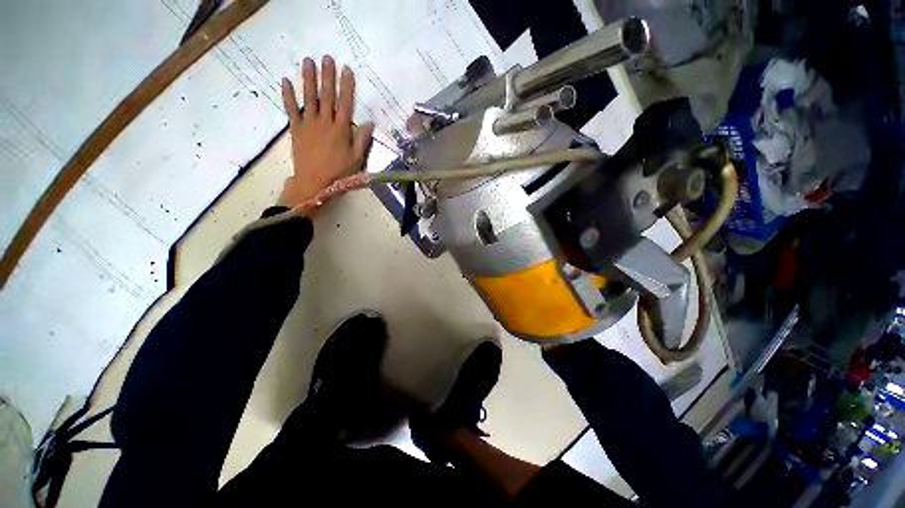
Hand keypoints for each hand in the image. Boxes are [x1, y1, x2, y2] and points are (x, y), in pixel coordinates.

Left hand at [279, 55, 374, 210]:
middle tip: (327, 57)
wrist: (313, 182)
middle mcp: (325, 122)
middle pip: (327, 95)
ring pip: (309, 97)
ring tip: (308, 61)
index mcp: (341, 129)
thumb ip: (362, 140)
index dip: (346, 86)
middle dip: (327, 75)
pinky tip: (285, 81)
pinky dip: (287, 95)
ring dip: (308, 78)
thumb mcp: (356, 159)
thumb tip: (370, 123)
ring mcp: (308, 123)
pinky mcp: (296, 128)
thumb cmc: (339, 172)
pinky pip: (291, 109)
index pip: (345, 103)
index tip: (346, 69)